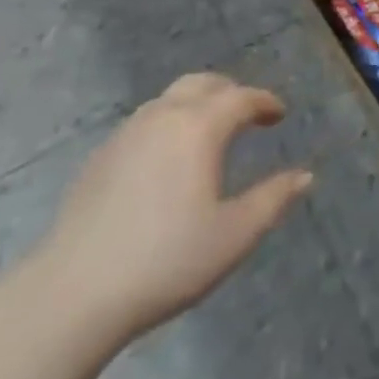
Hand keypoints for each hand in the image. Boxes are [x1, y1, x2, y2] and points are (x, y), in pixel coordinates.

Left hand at [35, 73, 313, 343]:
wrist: (73, 294)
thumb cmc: (165, 261)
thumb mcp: (234, 236)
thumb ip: (273, 200)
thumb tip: (305, 176)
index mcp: (199, 127)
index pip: (241, 97)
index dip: (264, 102)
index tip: (279, 114)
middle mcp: (163, 116)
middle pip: (202, 84)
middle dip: (229, 91)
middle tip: (247, 113)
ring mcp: (126, 134)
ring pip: (169, 99)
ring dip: (196, 105)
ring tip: (209, 134)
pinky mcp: (100, 157)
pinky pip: (144, 122)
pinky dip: (167, 124)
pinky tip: (167, 160)